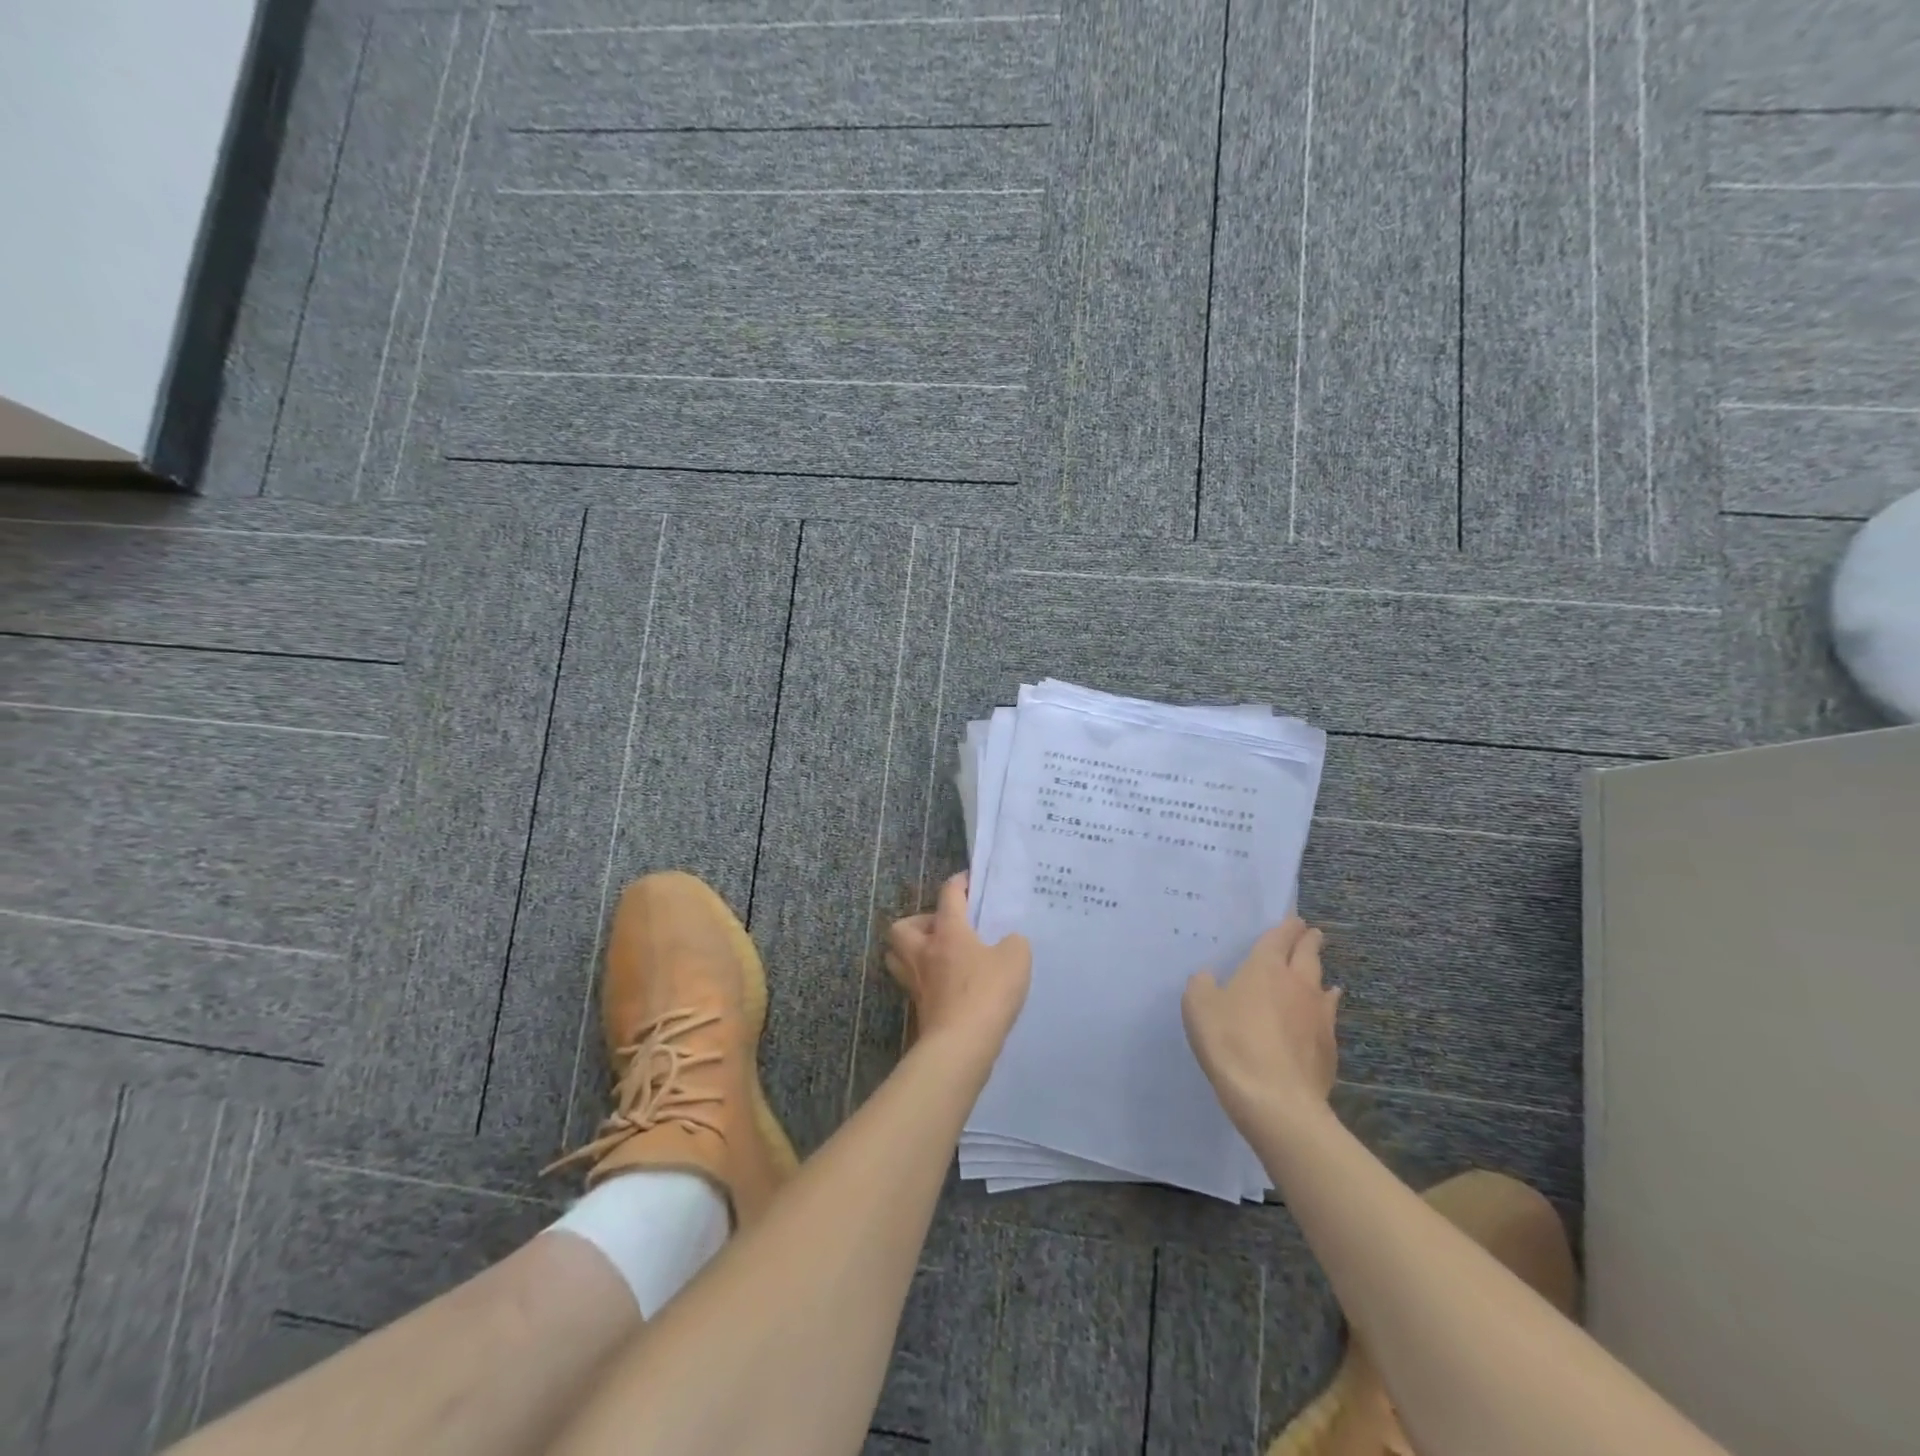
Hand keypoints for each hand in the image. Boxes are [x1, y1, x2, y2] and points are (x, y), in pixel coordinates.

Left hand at [885, 873, 1031, 1052]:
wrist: (962, 1044)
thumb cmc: (987, 992)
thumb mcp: (1016, 958)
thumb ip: (1013, 943)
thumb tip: (1008, 943)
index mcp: (948, 932)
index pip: (948, 896)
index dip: (958, 884)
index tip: (967, 880)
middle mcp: (924, 952)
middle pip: (902, 927)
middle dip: (919, 923)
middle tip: (943, 929)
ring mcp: (917, 982)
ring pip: (898, 957)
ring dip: (912, 951)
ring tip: (938, 956)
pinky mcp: (918, 1008)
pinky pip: (914, 984)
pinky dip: (924, 980)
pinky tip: (947, 985)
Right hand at [1182, 915, 1340, 1135]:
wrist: (1275, 1099)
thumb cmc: (1231, 1042)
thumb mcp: (1198, 1007)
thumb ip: (1203, 985)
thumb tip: (1210, 978)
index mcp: (1266, 968)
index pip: (1280, 938)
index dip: (1287, 927)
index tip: (1294, 920)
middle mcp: (1298, 984)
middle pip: (1308, 955)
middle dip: (1309, 942)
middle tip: (1312, 934)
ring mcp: (1318, 1016)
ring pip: (1323, 986)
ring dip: (1321, 976)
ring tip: (1324, 977)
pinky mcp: (1329, 1047)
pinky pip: (1328, 1018)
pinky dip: (1325, 1010)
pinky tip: (1323, 1016)